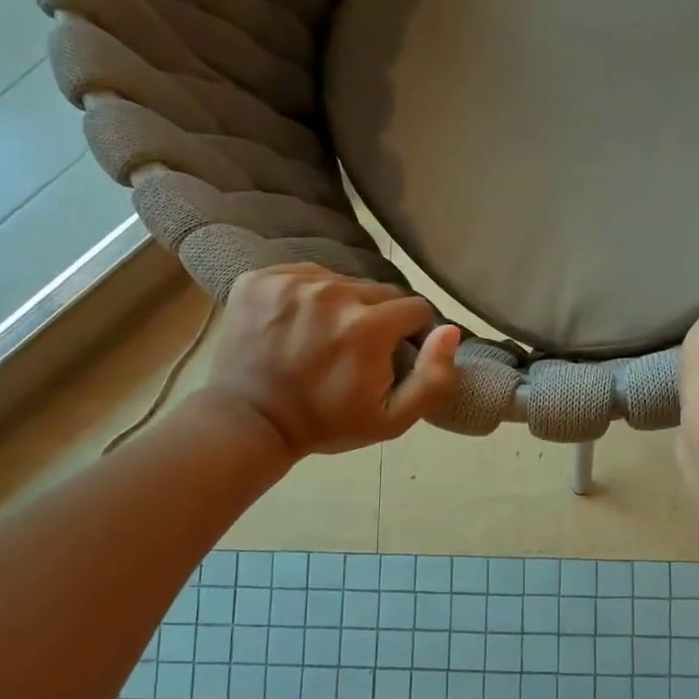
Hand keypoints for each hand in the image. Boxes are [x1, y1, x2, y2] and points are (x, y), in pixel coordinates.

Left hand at [197, 264, 460, 457]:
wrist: (249, 422)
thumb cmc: (327, 424)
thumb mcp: (392, 420)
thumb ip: (433, 379)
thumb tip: (450, 330)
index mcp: (367, 326)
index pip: (415, 309)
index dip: (412, 335)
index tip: (394, 357)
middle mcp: (332, 292)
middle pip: (380, 291)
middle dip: (379, 319)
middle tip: (358, 351)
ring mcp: (292, 281)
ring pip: (343, 281)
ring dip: (344, 305)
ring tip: (325, 337)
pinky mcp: (261, 278)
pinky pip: (305, 275)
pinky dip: (309, 296)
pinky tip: (298, 325)